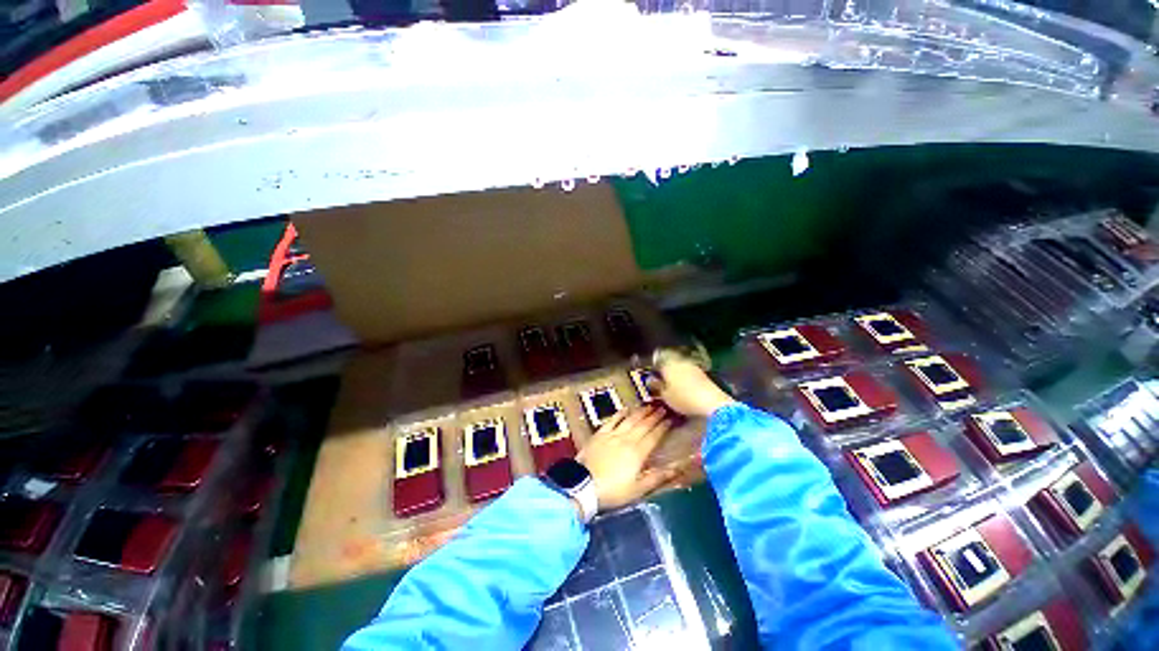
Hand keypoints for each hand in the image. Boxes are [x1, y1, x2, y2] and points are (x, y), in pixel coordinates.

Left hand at [577, 406, 675, 511]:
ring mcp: (612, 435)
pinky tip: (626, 409)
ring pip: (630, 420)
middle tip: (663, 408)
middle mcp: (627, 439)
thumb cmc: (613, 491)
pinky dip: (620, 413)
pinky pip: (612, 420)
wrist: (584, 485)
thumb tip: (677, 470)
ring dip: (640, 412)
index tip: (671, 419)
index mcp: (638, 453)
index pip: (654, 436)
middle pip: (643, 425)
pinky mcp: (600, 434)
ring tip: (649, 406)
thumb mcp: (638, 490)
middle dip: (654, 416)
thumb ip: (657, 478)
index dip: (663, 427)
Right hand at [650, 349, 735, 418]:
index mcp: (668, 364)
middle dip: (666, 371)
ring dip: (677, 375)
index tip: (653, 378)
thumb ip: (657, 387)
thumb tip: (651, 380)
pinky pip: (690, 374)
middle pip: (670, 363)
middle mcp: (680, 361)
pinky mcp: (703, 373)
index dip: (654, 370)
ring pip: (681, 368)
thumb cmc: (683, 398)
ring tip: (675, 387)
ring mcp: (693, 366)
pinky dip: (687, 379)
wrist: (712, 401)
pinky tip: (687, 389)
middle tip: (663, 383)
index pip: (657, 362)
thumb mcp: (665, 396)